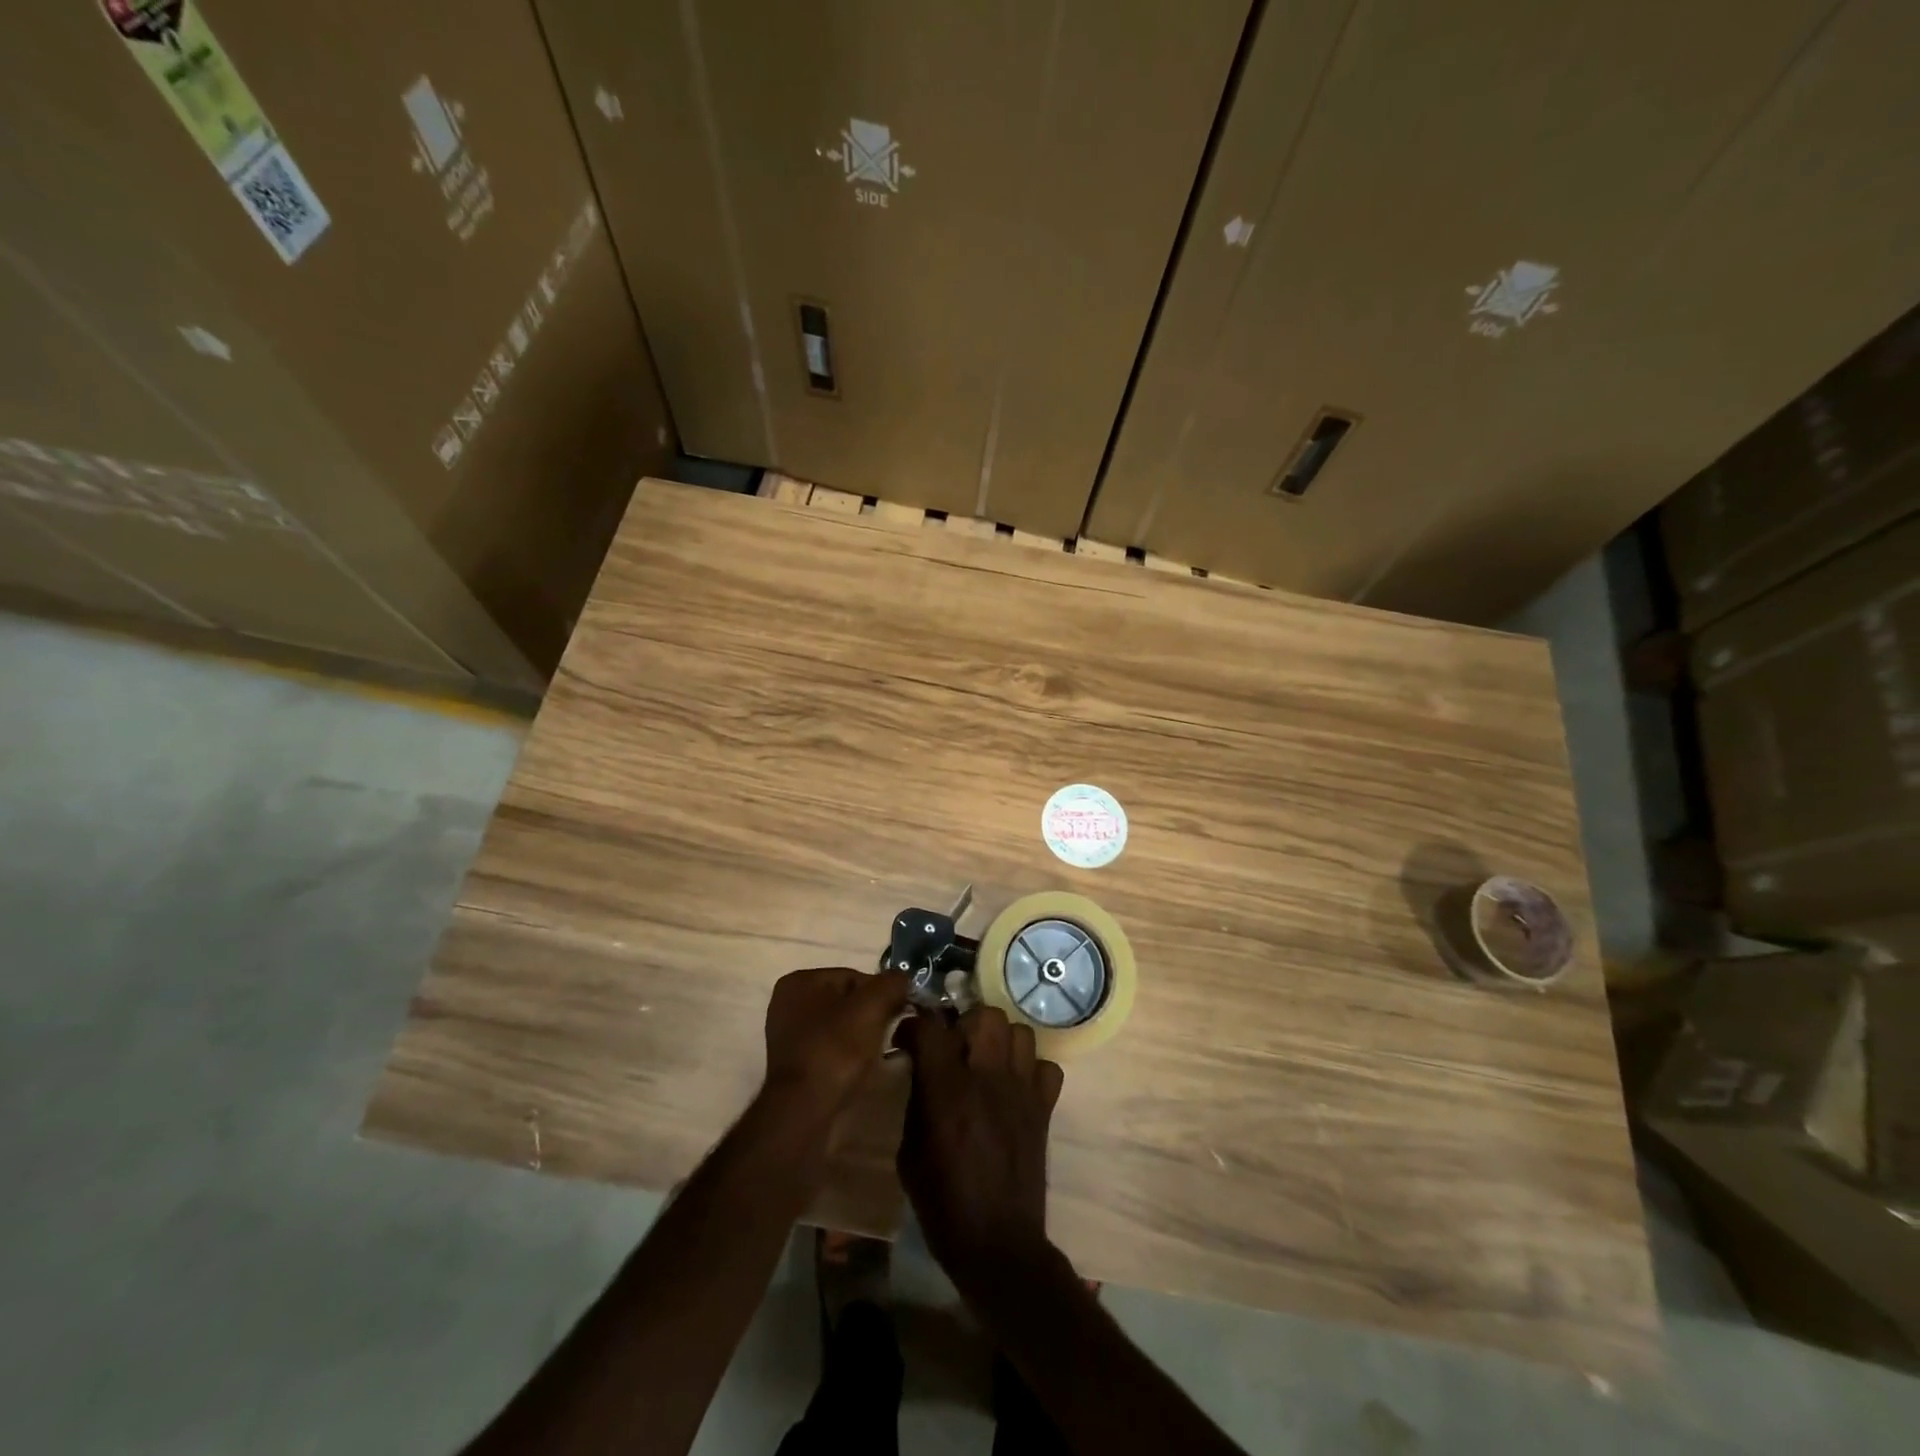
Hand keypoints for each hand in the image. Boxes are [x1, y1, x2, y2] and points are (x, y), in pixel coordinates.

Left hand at [763, 967, 909, 1119]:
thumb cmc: (836, 1050)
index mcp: (800, 982)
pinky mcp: (796, 1067)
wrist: (806, 1111)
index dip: (881, 994)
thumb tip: (904, 980)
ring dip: (864, 1038)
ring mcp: (789, 1038)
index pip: (854, 977)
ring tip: (882, 1055)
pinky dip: (850, 1057)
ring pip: (842, 1028)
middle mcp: (788, 1005)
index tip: (898, 1013)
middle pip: (848, 1002)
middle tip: (892, 1034)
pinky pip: (833, 1051)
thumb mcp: (872, 1006)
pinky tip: (865, 1070)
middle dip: (873, 1016)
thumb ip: (893, 983)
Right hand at [895, 1007, 1064, 1285]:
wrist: (997, 1243)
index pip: (931, 1027)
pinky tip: (1015, 1087)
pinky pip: (1046, 1066)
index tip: (908, 1039)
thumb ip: (916, 1100)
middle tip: (954, 1047)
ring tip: (986, 1061)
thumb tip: (919, 1068)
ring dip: (1000, 1040)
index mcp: (946, 1090)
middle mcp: (987, 1078)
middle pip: (984, 1015)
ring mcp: (1021, 1090)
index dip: (916, 1025)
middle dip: (965, 1022)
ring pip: (1019, 1031)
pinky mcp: (1044, 1107)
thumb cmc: (942, 1202)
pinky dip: (1031, 1069)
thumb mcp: (909, 1152)